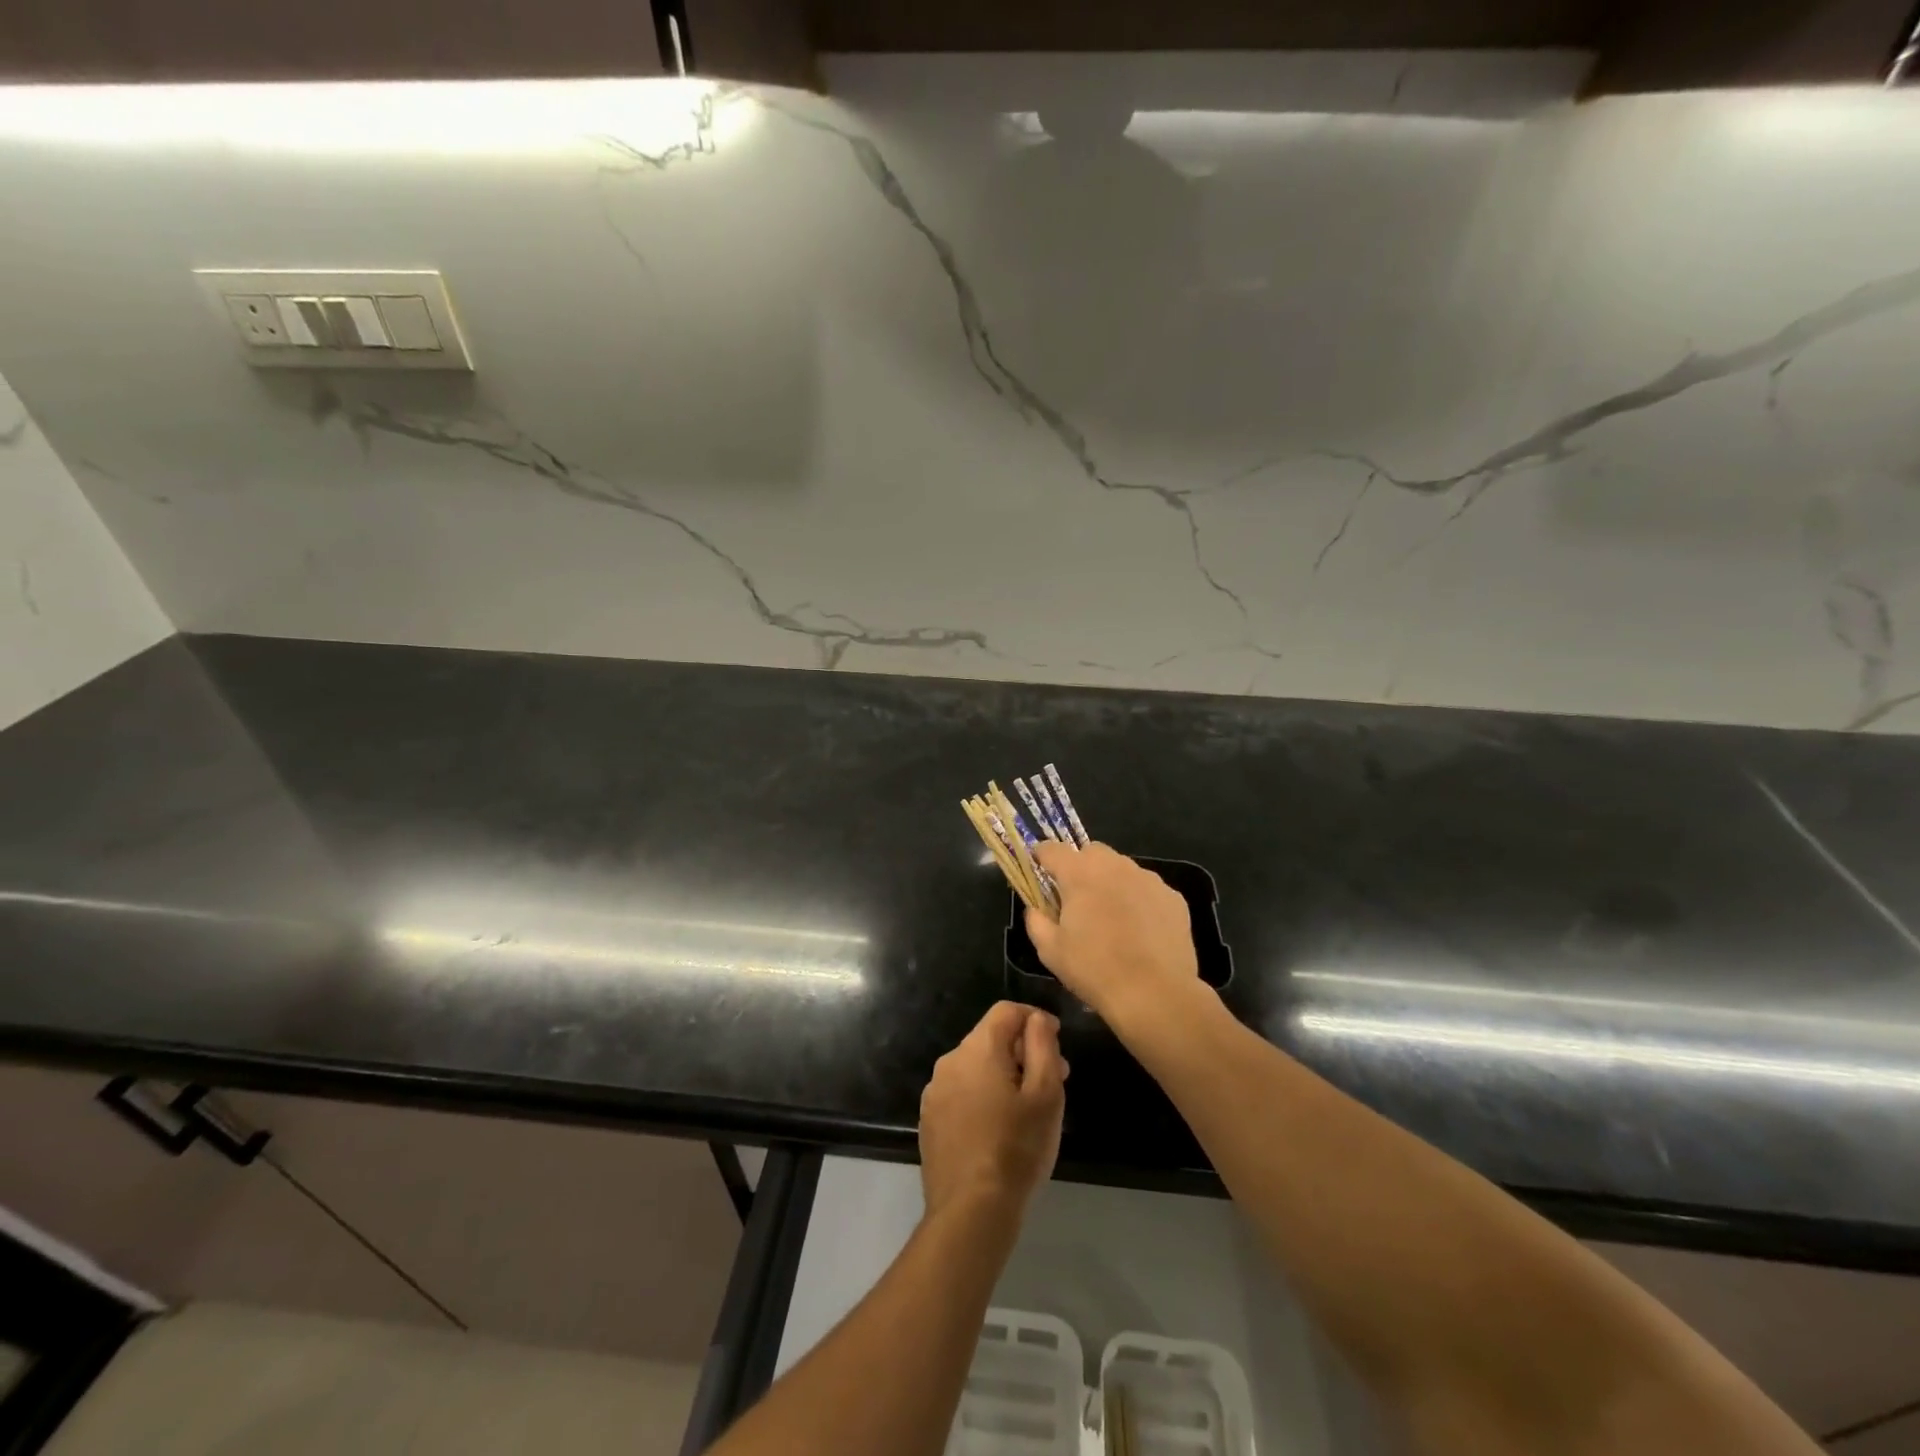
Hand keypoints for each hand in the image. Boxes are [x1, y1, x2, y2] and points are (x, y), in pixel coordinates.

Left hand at [919, 1002, 1067, 1219]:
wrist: (971, 1211)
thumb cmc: (1017, 1148)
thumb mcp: (1046, 1094)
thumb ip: (1043, 1046)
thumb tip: (1036, 1019)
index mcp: (978, 1048)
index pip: (1006, 1011)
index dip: (1034, 1019)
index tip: (1055, 1041)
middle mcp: (950, 1060)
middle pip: (990, 1038)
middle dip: (1022, 1051)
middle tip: (1053, 1079)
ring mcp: (934, 1091)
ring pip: (975, 1067)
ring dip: (1002, 1075)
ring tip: (1027, 1108)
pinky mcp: (929, 1119)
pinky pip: (961, 1092)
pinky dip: (982, 1096)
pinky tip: (998, 1127)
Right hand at [1027, 842, 1201, 1025]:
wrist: (1155, 994)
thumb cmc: (1094, 969)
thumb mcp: (1050, 950)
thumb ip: (1036, 920)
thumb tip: (1036, 908)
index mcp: (1080, 873)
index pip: (1052, 849)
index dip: (1041, 857)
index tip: (1038, 869)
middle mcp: (1115, 865)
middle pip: (1091, 852)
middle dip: (1080, 867)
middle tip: (1077, 898)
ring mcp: (1148, 879)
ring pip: (1122, 869)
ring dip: (1111, 882)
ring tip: (1111, 916)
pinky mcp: (1173, 897)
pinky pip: (1147, 889)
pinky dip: (1138, 899)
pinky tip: (1140, 930)